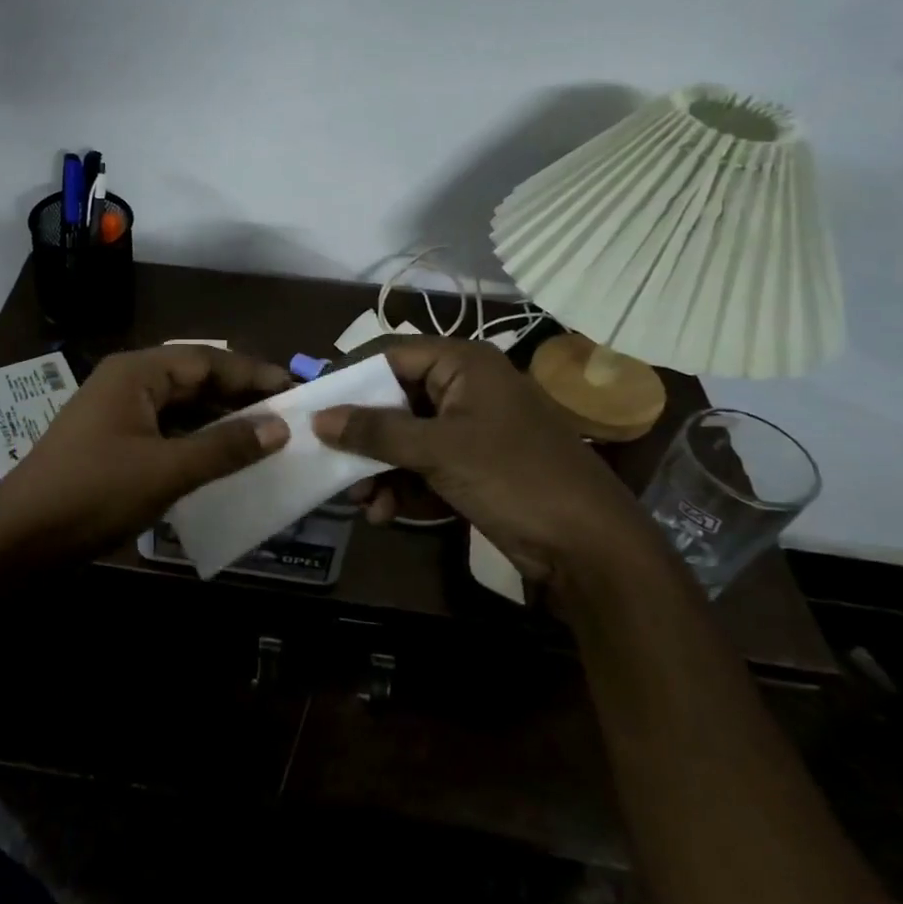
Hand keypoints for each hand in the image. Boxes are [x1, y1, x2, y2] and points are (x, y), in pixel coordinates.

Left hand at [0, 345, 291, 574]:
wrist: (18, 540)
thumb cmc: (93, 493)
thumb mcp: (166, 471)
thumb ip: (224, 447)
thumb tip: (280, 427)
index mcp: (136, 372)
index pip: (207, 359)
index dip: (252, 374)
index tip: (296, 390)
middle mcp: (127, 383)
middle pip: (194, 379)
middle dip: (238, 396)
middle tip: (287, 415)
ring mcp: (117, 414)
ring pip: (181, 407)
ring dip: (219, 420)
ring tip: (265, 437)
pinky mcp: (113, 444)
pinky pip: (166, 431)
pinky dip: (196, 442)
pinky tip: (222, 460)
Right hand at [313, 338, 651, 585]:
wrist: (591, 549)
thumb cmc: (514, 478)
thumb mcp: (438, 450)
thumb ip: (376, 431)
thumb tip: (319, 418)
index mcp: (463, 363)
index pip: (390, 354)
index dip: (349, 377)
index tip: (311, 403)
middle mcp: (465, 388)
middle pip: (394, 399)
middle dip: (363, 436)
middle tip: (329, 460)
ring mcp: (470, 429)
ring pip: (405, 438)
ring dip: (379, 469)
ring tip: (362, 502)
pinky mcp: (474, 466)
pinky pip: (423, 466)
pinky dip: (403, 488)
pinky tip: (386, 514)